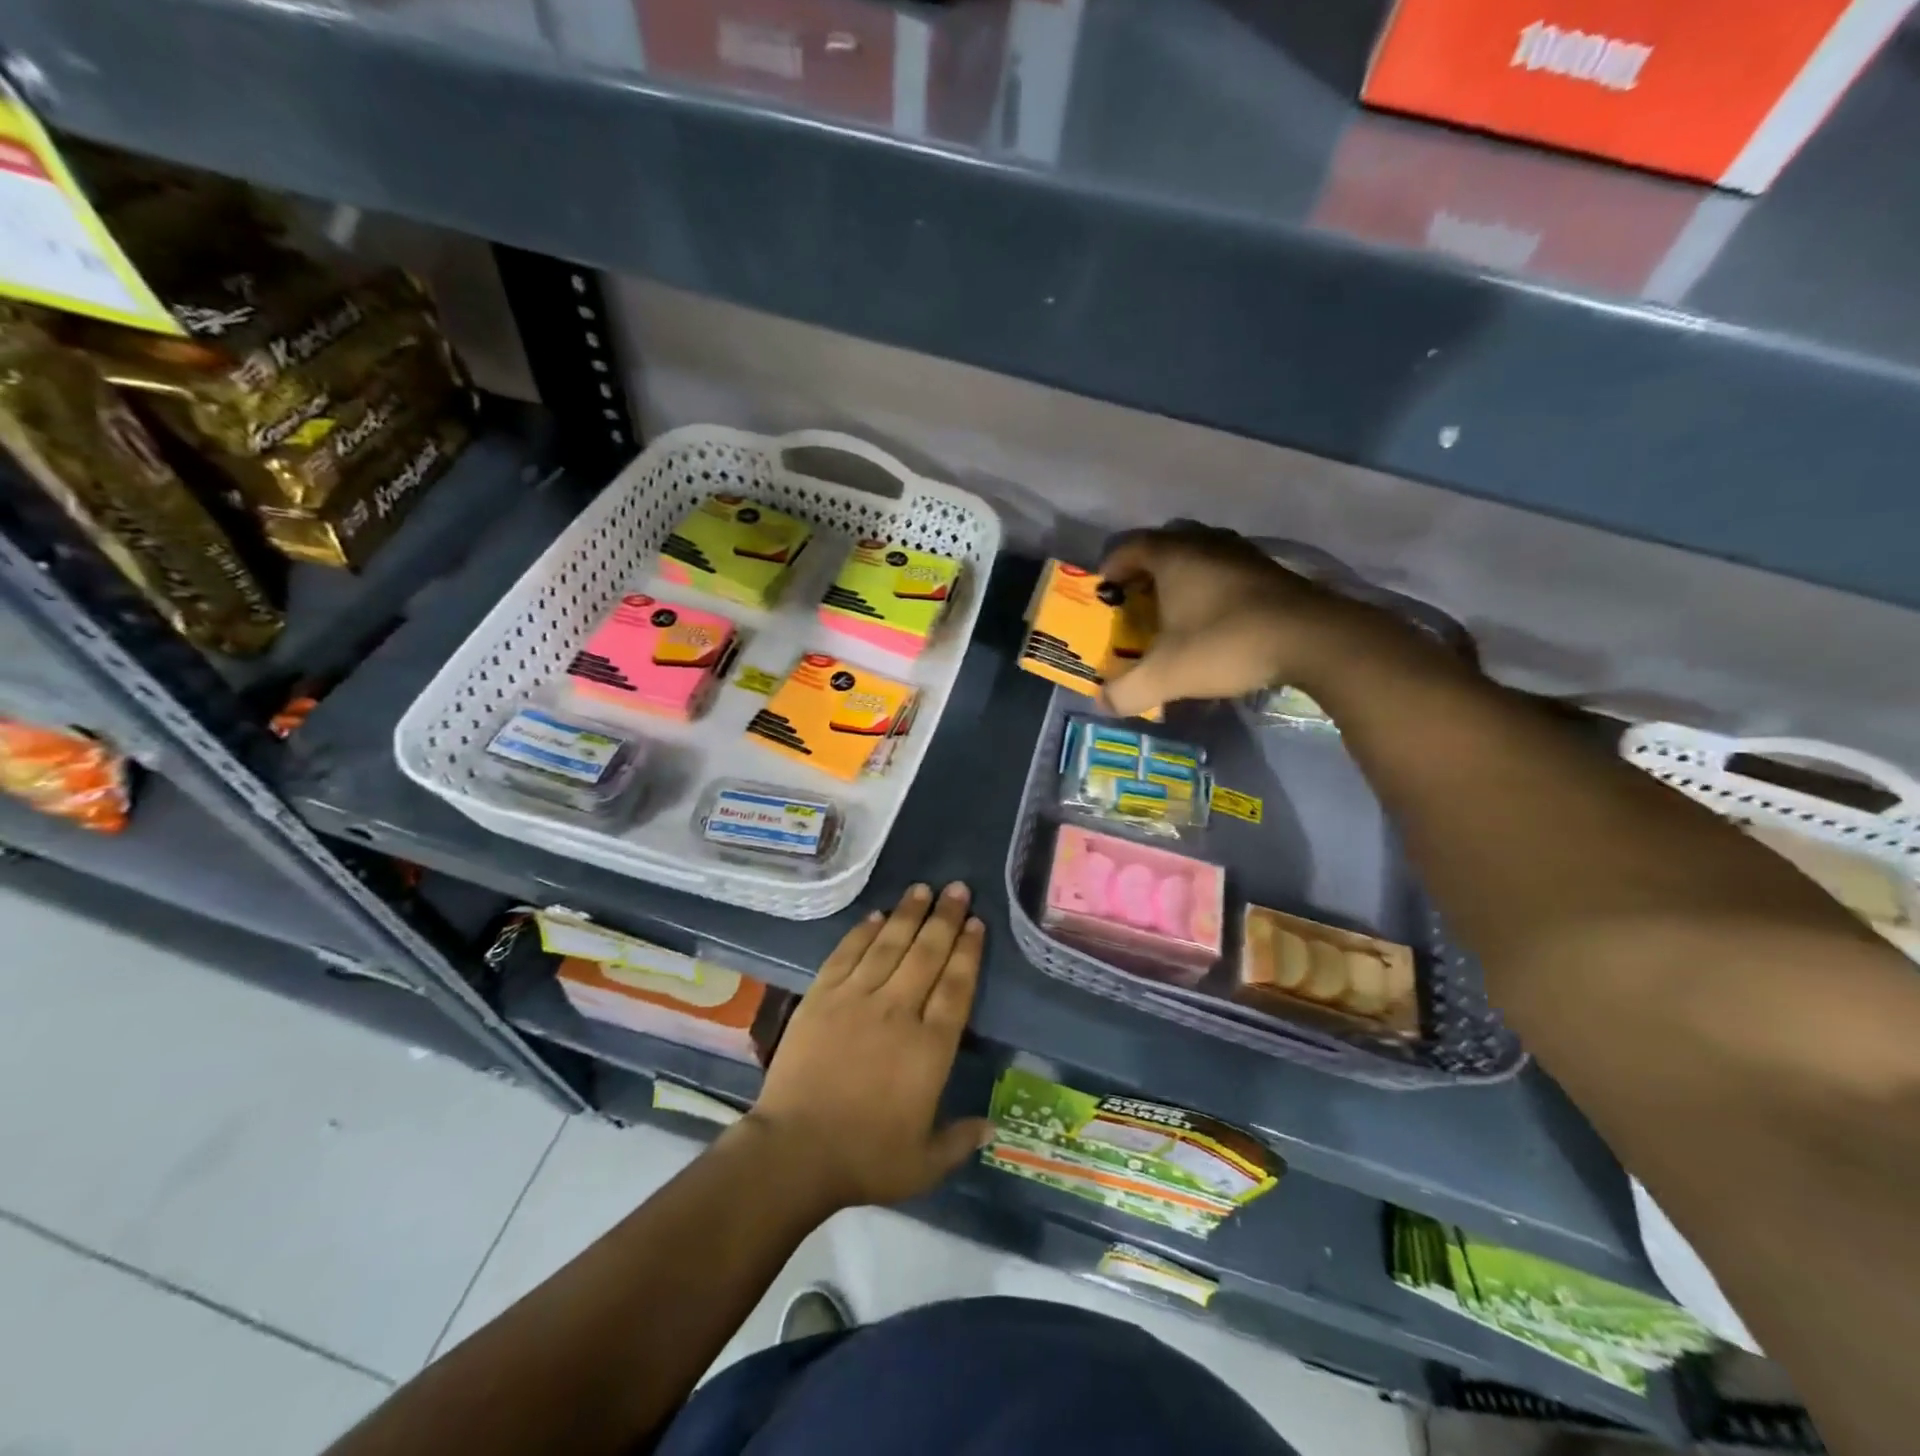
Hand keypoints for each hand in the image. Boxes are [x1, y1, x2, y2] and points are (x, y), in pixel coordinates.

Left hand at [746, 883, 990, 1211]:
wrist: (794, 1152)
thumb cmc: (864, 1159)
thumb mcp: (924, 1164)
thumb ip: (960, 1140)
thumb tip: (994, 1127)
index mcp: (930, 1047)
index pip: (956, 986)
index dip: (968, 951)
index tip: (976, 924)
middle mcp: (898, 1011)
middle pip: (927, 954)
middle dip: (946, 918)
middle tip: (958, 889)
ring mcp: (856, 999)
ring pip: (889, 945)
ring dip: (909, 914)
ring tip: (923, 888)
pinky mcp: (821, 996)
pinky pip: (847, 954)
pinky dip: (863, 932)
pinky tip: (877, 915)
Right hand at [1097, 526, 1348, 718]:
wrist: (1313, 639)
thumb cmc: (1226, 644)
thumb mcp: (1166, 676)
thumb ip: (1127, 691)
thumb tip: (1103, 702)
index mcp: (1174, 556)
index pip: (1130, 546)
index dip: (1112, 566)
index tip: (1105, 589)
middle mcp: (1207, 544)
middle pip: (1167, 543)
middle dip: (1147, 568)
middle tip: (1138, 596)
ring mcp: (1244, 554)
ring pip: (1202, 554)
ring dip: (1184, 576)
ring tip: (1176, 606)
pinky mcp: (1272, 572)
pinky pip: (1229, 570)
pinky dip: (1214, 586)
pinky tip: (1216, 617)